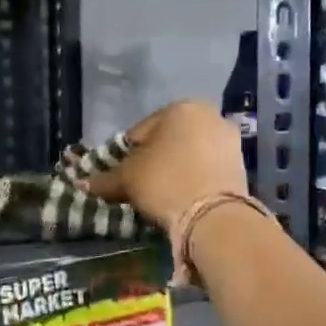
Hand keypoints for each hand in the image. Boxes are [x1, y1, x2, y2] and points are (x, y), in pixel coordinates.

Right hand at [85, 100, 248, 232]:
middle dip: (154, 160)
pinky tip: (183, 198)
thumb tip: (82, 183)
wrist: (214, 217)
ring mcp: (230, 140)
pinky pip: (207, 169)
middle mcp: (209, 116)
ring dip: (176, 169)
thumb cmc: (164, 182)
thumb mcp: (127, 179)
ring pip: (190, 154)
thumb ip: (105, 178)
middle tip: (140, 185)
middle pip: (168, 140)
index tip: (120, 176)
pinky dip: (194, 179)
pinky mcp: (242, 166)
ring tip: (162, 195)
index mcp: (180, 108)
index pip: (140, 131)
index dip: (125, 155)